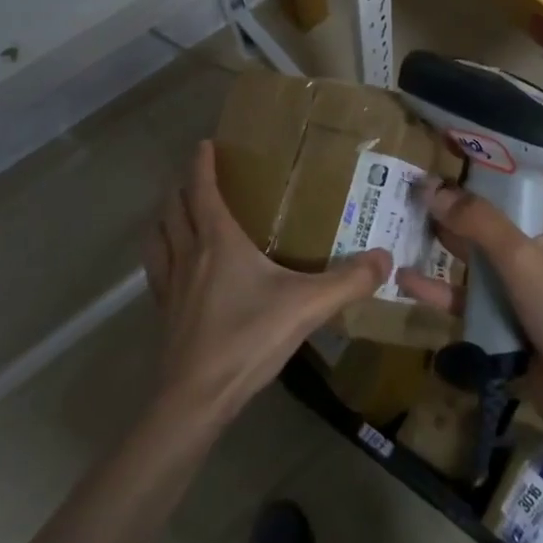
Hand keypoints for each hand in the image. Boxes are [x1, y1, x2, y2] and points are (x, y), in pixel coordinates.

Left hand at [145, 141, 388, 433]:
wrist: (196, 398)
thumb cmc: (248, 339)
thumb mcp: (307, 307)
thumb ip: (348, 281)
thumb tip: (385, 258)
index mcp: (218, 241)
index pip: (202, 188)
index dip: (202, 163)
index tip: (205, 144)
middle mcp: (188, 253)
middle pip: (173, 207)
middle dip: (182, 186)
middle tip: (199, 177)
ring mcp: (170, 284)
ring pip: (158, 235)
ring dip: (166, 217)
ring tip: (180, 213)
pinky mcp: (164, 312)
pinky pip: (157, 269)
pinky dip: (162, 253)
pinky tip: (177, 267)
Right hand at [394, 180, 542, 468]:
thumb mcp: (525, 261)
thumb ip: (478, 223)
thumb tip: (432, 188)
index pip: (524, 185)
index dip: (486, 171)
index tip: (444, 159)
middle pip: (497, 223)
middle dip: (457, 211)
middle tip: (410, 193)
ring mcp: (532, 292)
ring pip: (483, 263)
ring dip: (447, 250)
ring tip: (402, 229)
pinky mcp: (515, 327)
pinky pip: (477, 302)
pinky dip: (447, 292)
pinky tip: (408, 282)